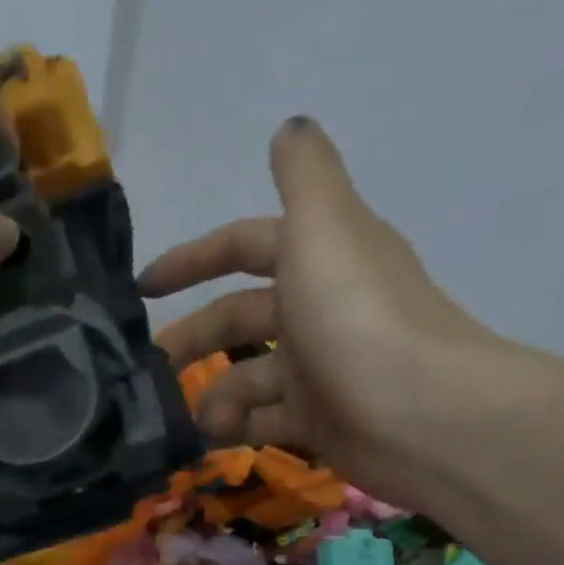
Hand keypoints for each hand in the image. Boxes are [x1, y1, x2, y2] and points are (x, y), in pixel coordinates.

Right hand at [139, 117, 513, 502]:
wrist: (420, 415)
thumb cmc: (357, 319)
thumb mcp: (324, 230)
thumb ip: (303, 177)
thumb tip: (289, 127)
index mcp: (319, 258)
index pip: (244, 247)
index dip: (193, 259)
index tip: (142, 288)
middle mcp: (317, 309)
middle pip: (237, 319)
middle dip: (192, 339)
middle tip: (150, 368)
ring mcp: (318, 369)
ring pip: (245, 376)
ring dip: (213, 393)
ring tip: (196, 418)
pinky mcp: (317, 420)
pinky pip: (259, 419)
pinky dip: (233, 427)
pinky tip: (212, 437)